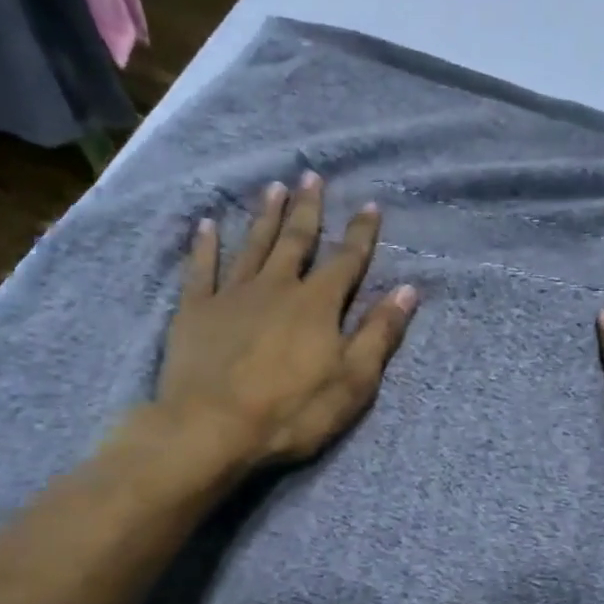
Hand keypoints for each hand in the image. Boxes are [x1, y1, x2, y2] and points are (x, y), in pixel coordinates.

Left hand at [130, 173, 417, 488]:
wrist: (212, 428)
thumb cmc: (293, 410)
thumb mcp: (354, 380)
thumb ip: (379, 333)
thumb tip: (408, 290)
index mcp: (318, 304)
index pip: (347, 261)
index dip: (360, 233)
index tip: (369, 205)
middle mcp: (277, 287)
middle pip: (297, 241)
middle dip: (308, 209)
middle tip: (312, 175)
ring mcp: (232, 296)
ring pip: (253, 245)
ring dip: (265, 216)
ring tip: (273, 187)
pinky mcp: (195, 311)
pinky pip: (202, 269)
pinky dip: (205, 245)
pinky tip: (208, 224)